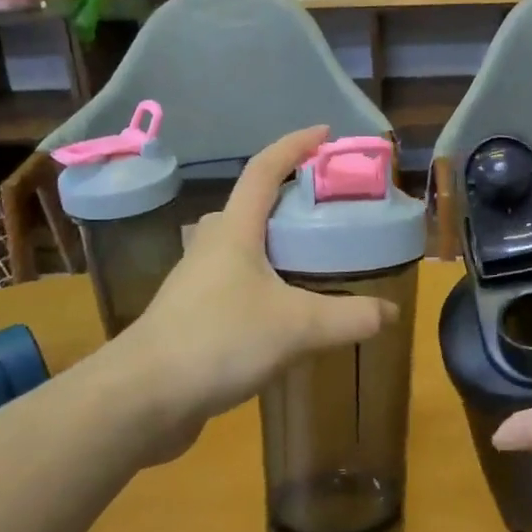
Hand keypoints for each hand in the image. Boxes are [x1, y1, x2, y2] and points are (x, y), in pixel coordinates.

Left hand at [109, 126, 398, 443]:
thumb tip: (390, 313)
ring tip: (313, 258)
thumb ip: (349, 317)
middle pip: (250, 206)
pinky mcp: (192, 317)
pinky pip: (236, 284)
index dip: (294, 145)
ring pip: (241, 247)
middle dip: (286, 197)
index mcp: (234, 231)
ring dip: (274, 243)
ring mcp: (197, 282)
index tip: (325, 133)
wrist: (141, 398)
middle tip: (326, 208)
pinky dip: (264, 283)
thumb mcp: (297, 327)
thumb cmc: (218, 341)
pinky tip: (284, 311)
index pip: (264, 169)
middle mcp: (212, 247)